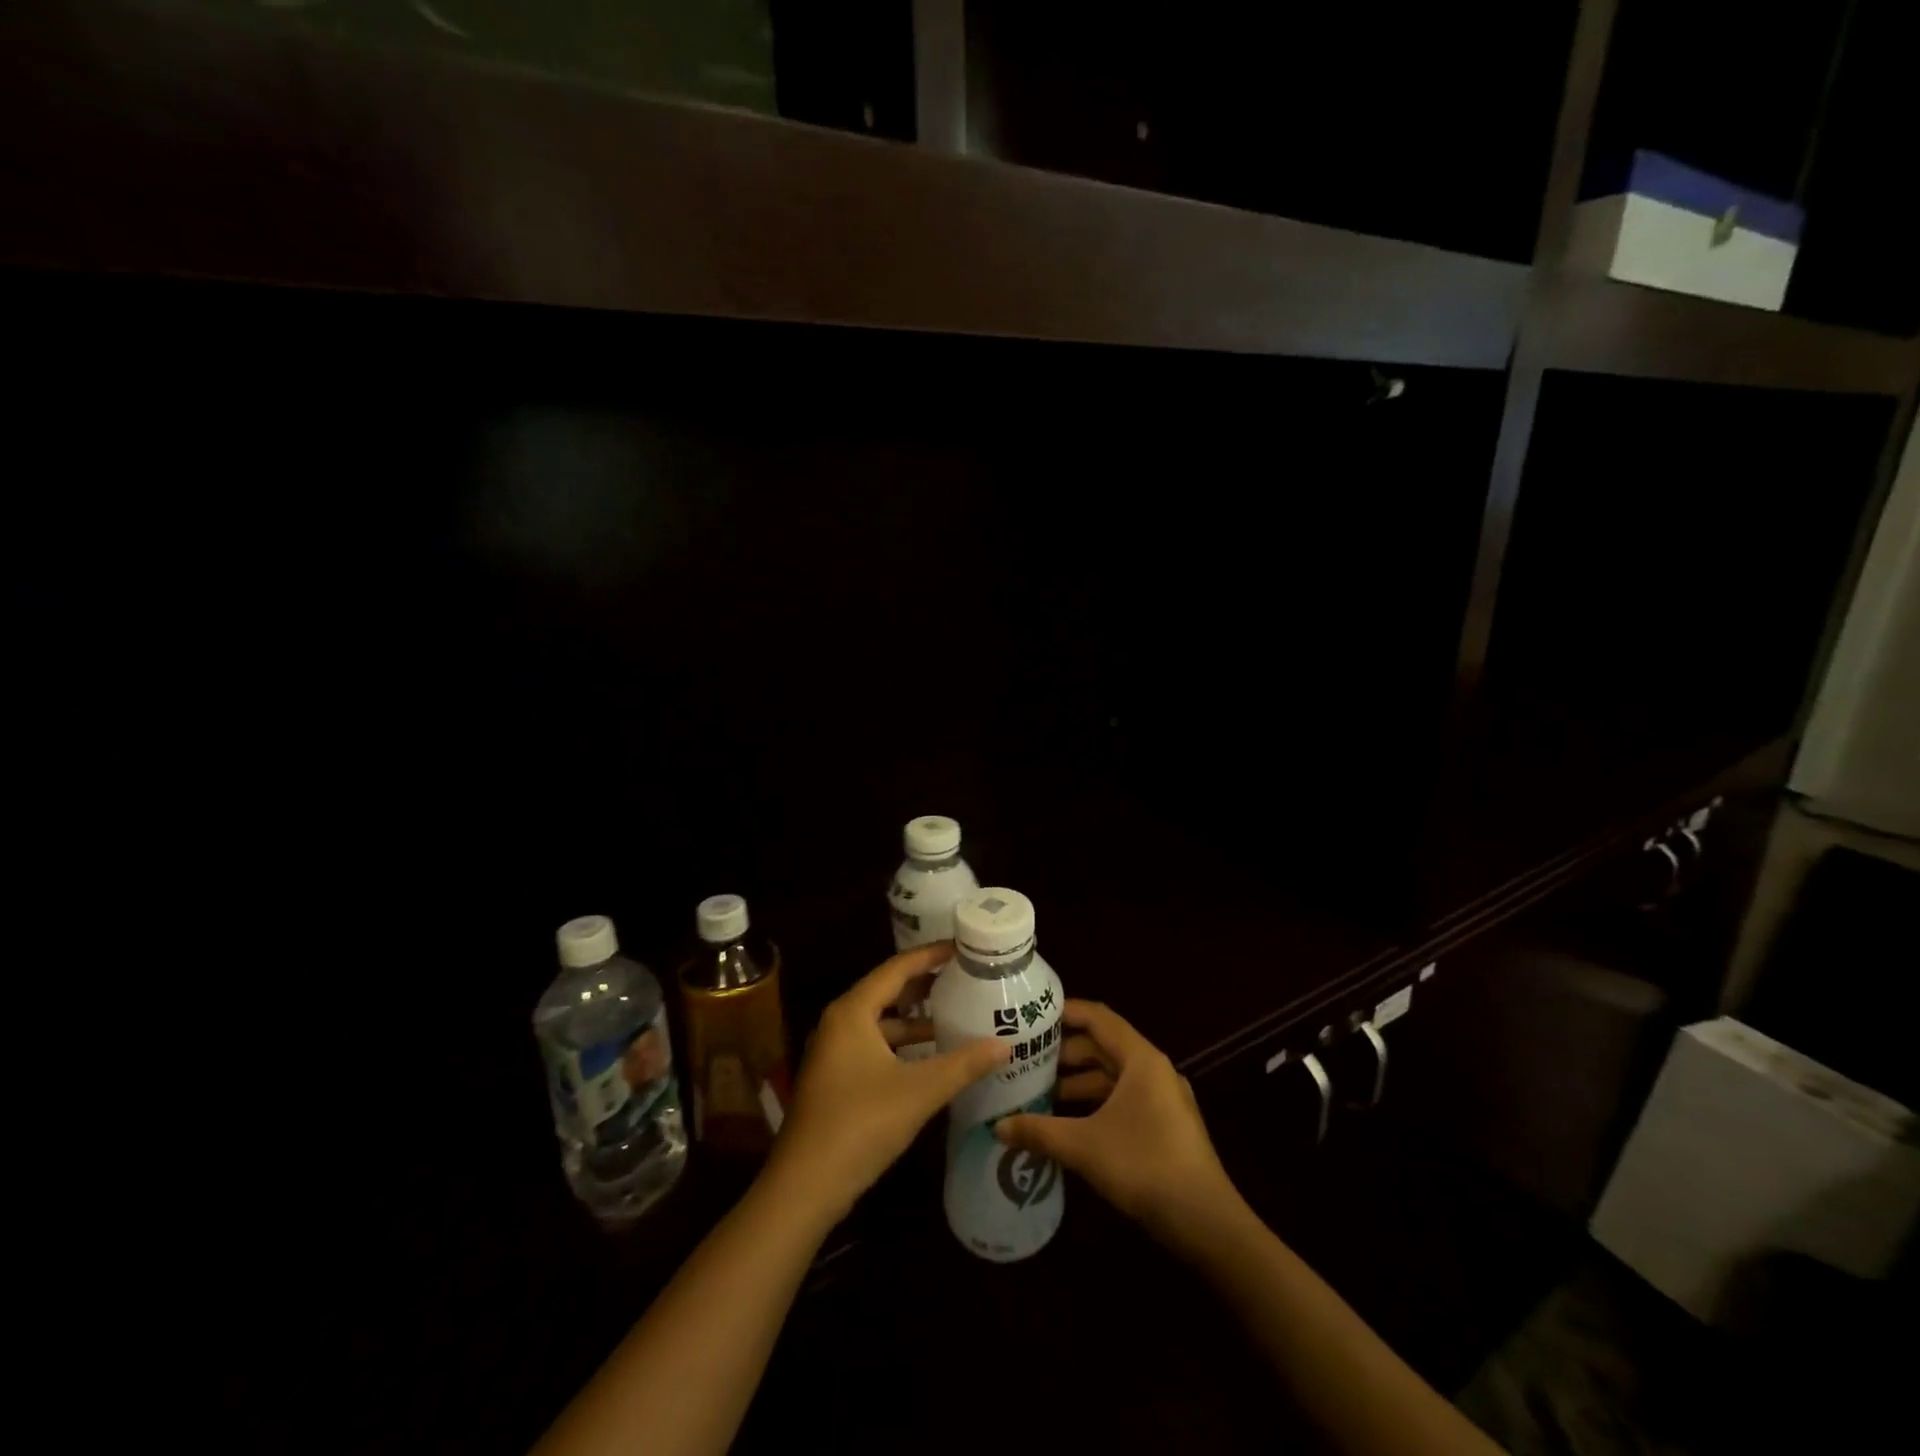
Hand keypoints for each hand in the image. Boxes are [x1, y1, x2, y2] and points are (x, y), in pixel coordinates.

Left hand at [767, 943, 1009, 1222]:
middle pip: (888, 992)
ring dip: (916, 1021)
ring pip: (882, 1023)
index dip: (930, 955)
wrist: (804, 1187)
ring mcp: (834, 1053)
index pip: (897, 968)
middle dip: (926, 986)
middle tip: (965, 978)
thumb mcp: (919, 1091)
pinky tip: (932, 1059)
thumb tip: (1005, 1045)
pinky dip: (904, 1046)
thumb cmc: (860, 1124)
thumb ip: (963, 1065)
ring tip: (957, 1017)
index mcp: (852, 1012)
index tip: (963, 946)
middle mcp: (839, 1023)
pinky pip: (876, 1047)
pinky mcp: (836, 1079)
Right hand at [995, 1000, 1240, 1239]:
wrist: (1207, 1223)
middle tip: (1025, 1060)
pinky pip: (1122, 1100)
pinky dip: (1094, 1104)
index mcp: (1141, 1059)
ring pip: (1112, 1077)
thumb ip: (1039, 1132)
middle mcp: (1153, 1070)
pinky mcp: (1164, 1126)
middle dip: (1064, 1053)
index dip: (1065, 1012)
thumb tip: (997, 1127)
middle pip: (1103, 1047)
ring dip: (1077, 1083)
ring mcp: (1162, 1099)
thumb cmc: (1145, 1166)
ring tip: (1038, 1094)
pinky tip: (1067, 1124)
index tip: (1031, 1017)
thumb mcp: (1084, 1146)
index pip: (1098, 1018)